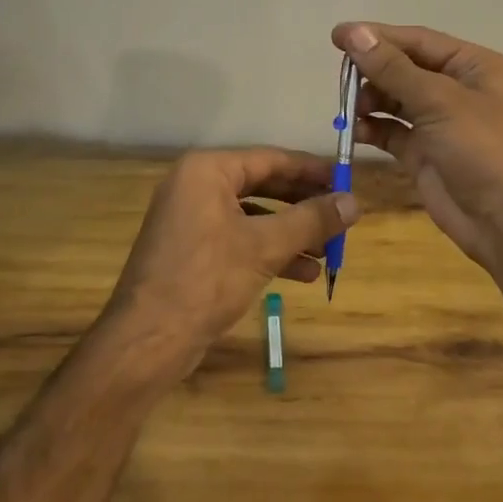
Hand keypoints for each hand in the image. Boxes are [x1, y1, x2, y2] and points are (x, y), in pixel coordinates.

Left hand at [103, 148, 358, 377]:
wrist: (147, 342)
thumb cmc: (206, 279)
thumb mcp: (265, 246)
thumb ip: (311, 220)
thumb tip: (355, 202)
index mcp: (207, 171)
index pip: (271, 159)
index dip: (311, 170)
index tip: (347, 179)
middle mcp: (196, 186)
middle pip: (264, 185)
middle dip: (304, 205)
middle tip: (342, 215)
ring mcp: (192, 219)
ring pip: (254, 216)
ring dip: (293, 233)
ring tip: (330, 251)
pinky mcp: (193, 251)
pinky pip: (240, 239)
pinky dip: (270, 252)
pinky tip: (305, 273)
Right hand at [331, 22, 502, 269]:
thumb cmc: (481, 149)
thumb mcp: (438, 101)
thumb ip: (392, 68)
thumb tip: (353, 32)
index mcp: (470, 65)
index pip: (416, 41)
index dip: (377, 36)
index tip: (337, 36)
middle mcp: (454, 88)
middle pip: (402, 68)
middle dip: (372, 71)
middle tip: (341, 79)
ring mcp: (437, 122)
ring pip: (393, 99)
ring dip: (370, 100)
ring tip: (350, 109)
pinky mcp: (422, 152)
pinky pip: (390, 131)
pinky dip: (372, 128)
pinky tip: (355, 131)